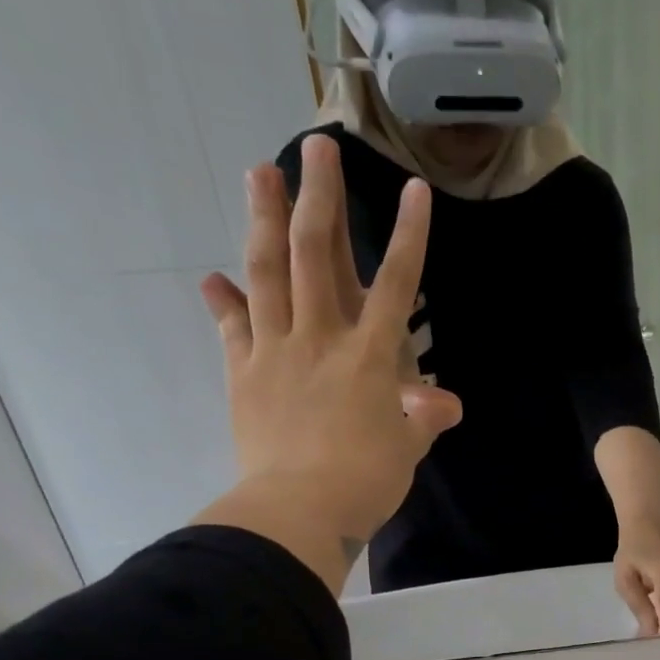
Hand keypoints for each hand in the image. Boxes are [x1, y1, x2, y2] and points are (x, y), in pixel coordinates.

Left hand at [194, 136, 460, 585]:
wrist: (298, 511)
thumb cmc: (365, 482)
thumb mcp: (408, 450)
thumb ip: (425, 418)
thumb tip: (446, 402)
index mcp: (370, 357)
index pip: (395, 285)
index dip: (409, 237)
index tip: (415, 190)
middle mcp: (321, 339)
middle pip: (319, 256)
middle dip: (320, 198)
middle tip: (316, 148)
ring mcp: (276, 351)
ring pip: (268, 272)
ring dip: (264, 219)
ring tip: (260, 173)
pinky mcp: (243, 374)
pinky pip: (232, 328)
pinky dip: (224, 302)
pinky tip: (213, 277)